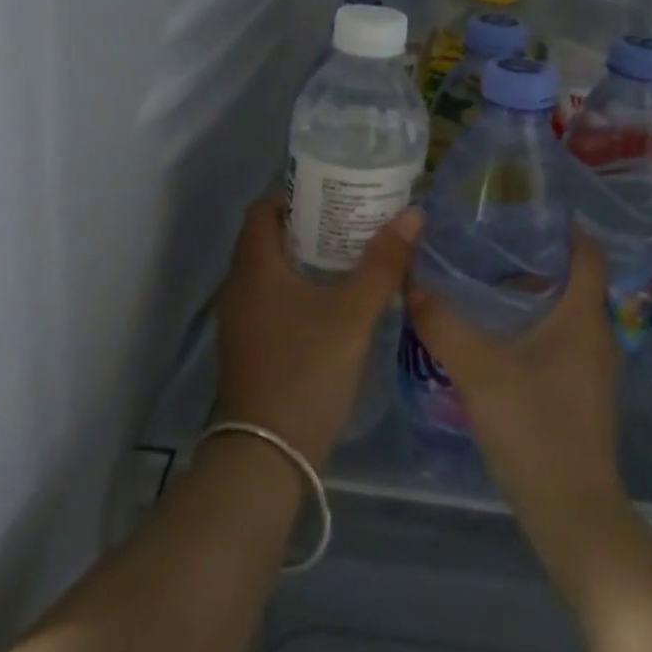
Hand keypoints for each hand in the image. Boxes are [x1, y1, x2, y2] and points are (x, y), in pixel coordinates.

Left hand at [212, 194, 421, 468]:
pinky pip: (270, 300)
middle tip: (352, 222)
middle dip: (309, 226)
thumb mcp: (353, 314)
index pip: (264, 208)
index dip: (296, 195)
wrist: (266, 456)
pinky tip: (333, 302)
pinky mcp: (248, 347)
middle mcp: (238, 286)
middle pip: (268, 238)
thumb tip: (413, 213)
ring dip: (304, 259)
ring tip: (350, 256)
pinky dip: (297, 289)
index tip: (334, 194)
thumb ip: (383, 263)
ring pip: (270, 272)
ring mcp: (239, 320)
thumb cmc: (307, 371)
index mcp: (255, 267)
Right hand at [405, 229, 627, 533]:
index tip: (521, 211)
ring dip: (531, 294)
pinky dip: (533, 325)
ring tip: (483, 282)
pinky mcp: (582, 391)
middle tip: (486, 243)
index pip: (587, 251)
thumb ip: (442, 324)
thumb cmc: (533, 428)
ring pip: (564, 311)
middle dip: (533, 257)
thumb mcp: (478, 371)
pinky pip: (560, 339)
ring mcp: (593, 366)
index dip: (562, 226)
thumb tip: (410, 282)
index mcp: (583, 316)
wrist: (571, 511)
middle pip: (572, 278)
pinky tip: (495, 335)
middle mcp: (597, 334)